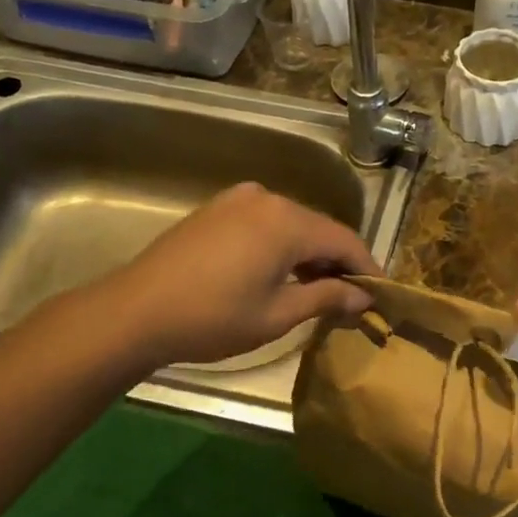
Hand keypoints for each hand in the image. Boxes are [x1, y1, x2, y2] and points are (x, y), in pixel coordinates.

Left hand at [96, 184, 378, 366]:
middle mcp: (267, 198)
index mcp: (287, 221)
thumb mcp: (278, 315)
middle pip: (320, 229)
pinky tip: (283, 274)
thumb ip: (327, 298)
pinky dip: (283, 246)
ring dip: (311, 255)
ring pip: (293, 225)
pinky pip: (266, 223)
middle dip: (339, 262)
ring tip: (321, 291)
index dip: (368, 268)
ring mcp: (238, 199)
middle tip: (354, 299)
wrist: (134, 312)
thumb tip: (364, 298)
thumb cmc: (212, 318)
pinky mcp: (217, 209)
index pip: (345, 240)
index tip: (383, 295)